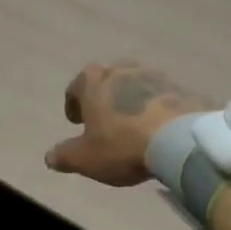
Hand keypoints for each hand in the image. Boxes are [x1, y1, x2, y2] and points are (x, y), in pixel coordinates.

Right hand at [45, 62, 210, 186]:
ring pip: (137, 84)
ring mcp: (154, 76)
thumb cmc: (122, 145)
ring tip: (134, 122)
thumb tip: (49, 157)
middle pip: (108, 78)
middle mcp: (122, 71)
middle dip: (105, 95)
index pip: (77, 84)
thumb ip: (65, 156)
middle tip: (105, 118)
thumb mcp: (86, 158)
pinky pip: (163, 96)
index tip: (76, 120)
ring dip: (132, 99)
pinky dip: (157, 107)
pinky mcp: (180, 88)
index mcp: (94, 82)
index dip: (74, 102)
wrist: (178, 140)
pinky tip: (160, 126)